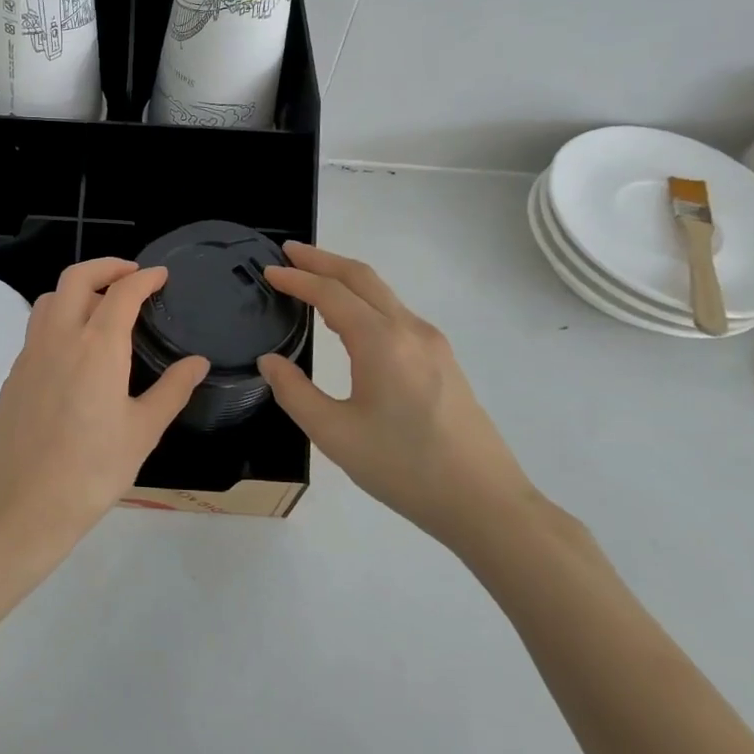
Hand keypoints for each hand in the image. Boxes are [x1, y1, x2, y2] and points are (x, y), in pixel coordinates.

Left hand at [0, 258, 208, 558]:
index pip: (122, 292)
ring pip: (50, 299)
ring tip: (101, 306)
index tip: (161, 275)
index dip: (145, 278)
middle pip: (76, 278)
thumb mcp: (143, 431)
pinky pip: (36, 329)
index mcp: (97, 347)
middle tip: (131, 274)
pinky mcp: (14, 375)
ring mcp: (30, 355)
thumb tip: (198, 362)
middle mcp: (59, 338)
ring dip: (77, 289)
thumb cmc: (93, 470)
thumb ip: (172, 390)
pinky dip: (59, 319)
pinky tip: (74, 349)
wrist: (25, 505)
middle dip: (106, 266)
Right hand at [256, 242, 534, 549]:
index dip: (297, 278)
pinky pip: (396, 313)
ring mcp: (432, 343)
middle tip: (289, 251)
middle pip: (362, 277)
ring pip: (383, 293)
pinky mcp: (443, 360)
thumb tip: (270, 361)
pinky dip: (365, 300)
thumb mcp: (334, 434)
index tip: (268, 271)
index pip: (330, 293)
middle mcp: (410, 330)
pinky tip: (350, 320)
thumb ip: (295, 392)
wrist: (485, 502)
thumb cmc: (403, 468)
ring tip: (313, 279)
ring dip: (345, 278)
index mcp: (381, 342)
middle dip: (323, 259)